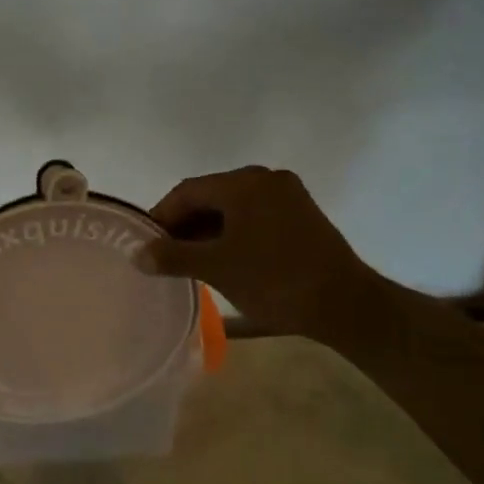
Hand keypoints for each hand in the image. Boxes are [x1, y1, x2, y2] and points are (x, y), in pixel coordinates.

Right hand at [137, 167, 389, 342]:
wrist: (346, 304)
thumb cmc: (274, 281)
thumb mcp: (216, 268)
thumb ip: (172, 256)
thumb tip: (137, 254)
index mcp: (243, 183)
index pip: (187, 192)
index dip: (161, 217)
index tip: (146, 245)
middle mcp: (266, 179)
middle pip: (210, 197)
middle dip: (185, 225)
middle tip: (167, 256)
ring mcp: (288, 196)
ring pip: (233, 208)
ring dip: (209, 231)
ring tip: (192, 261)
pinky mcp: (302, 215)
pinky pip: (255, 216)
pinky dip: (234, 233)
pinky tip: (225, 258)